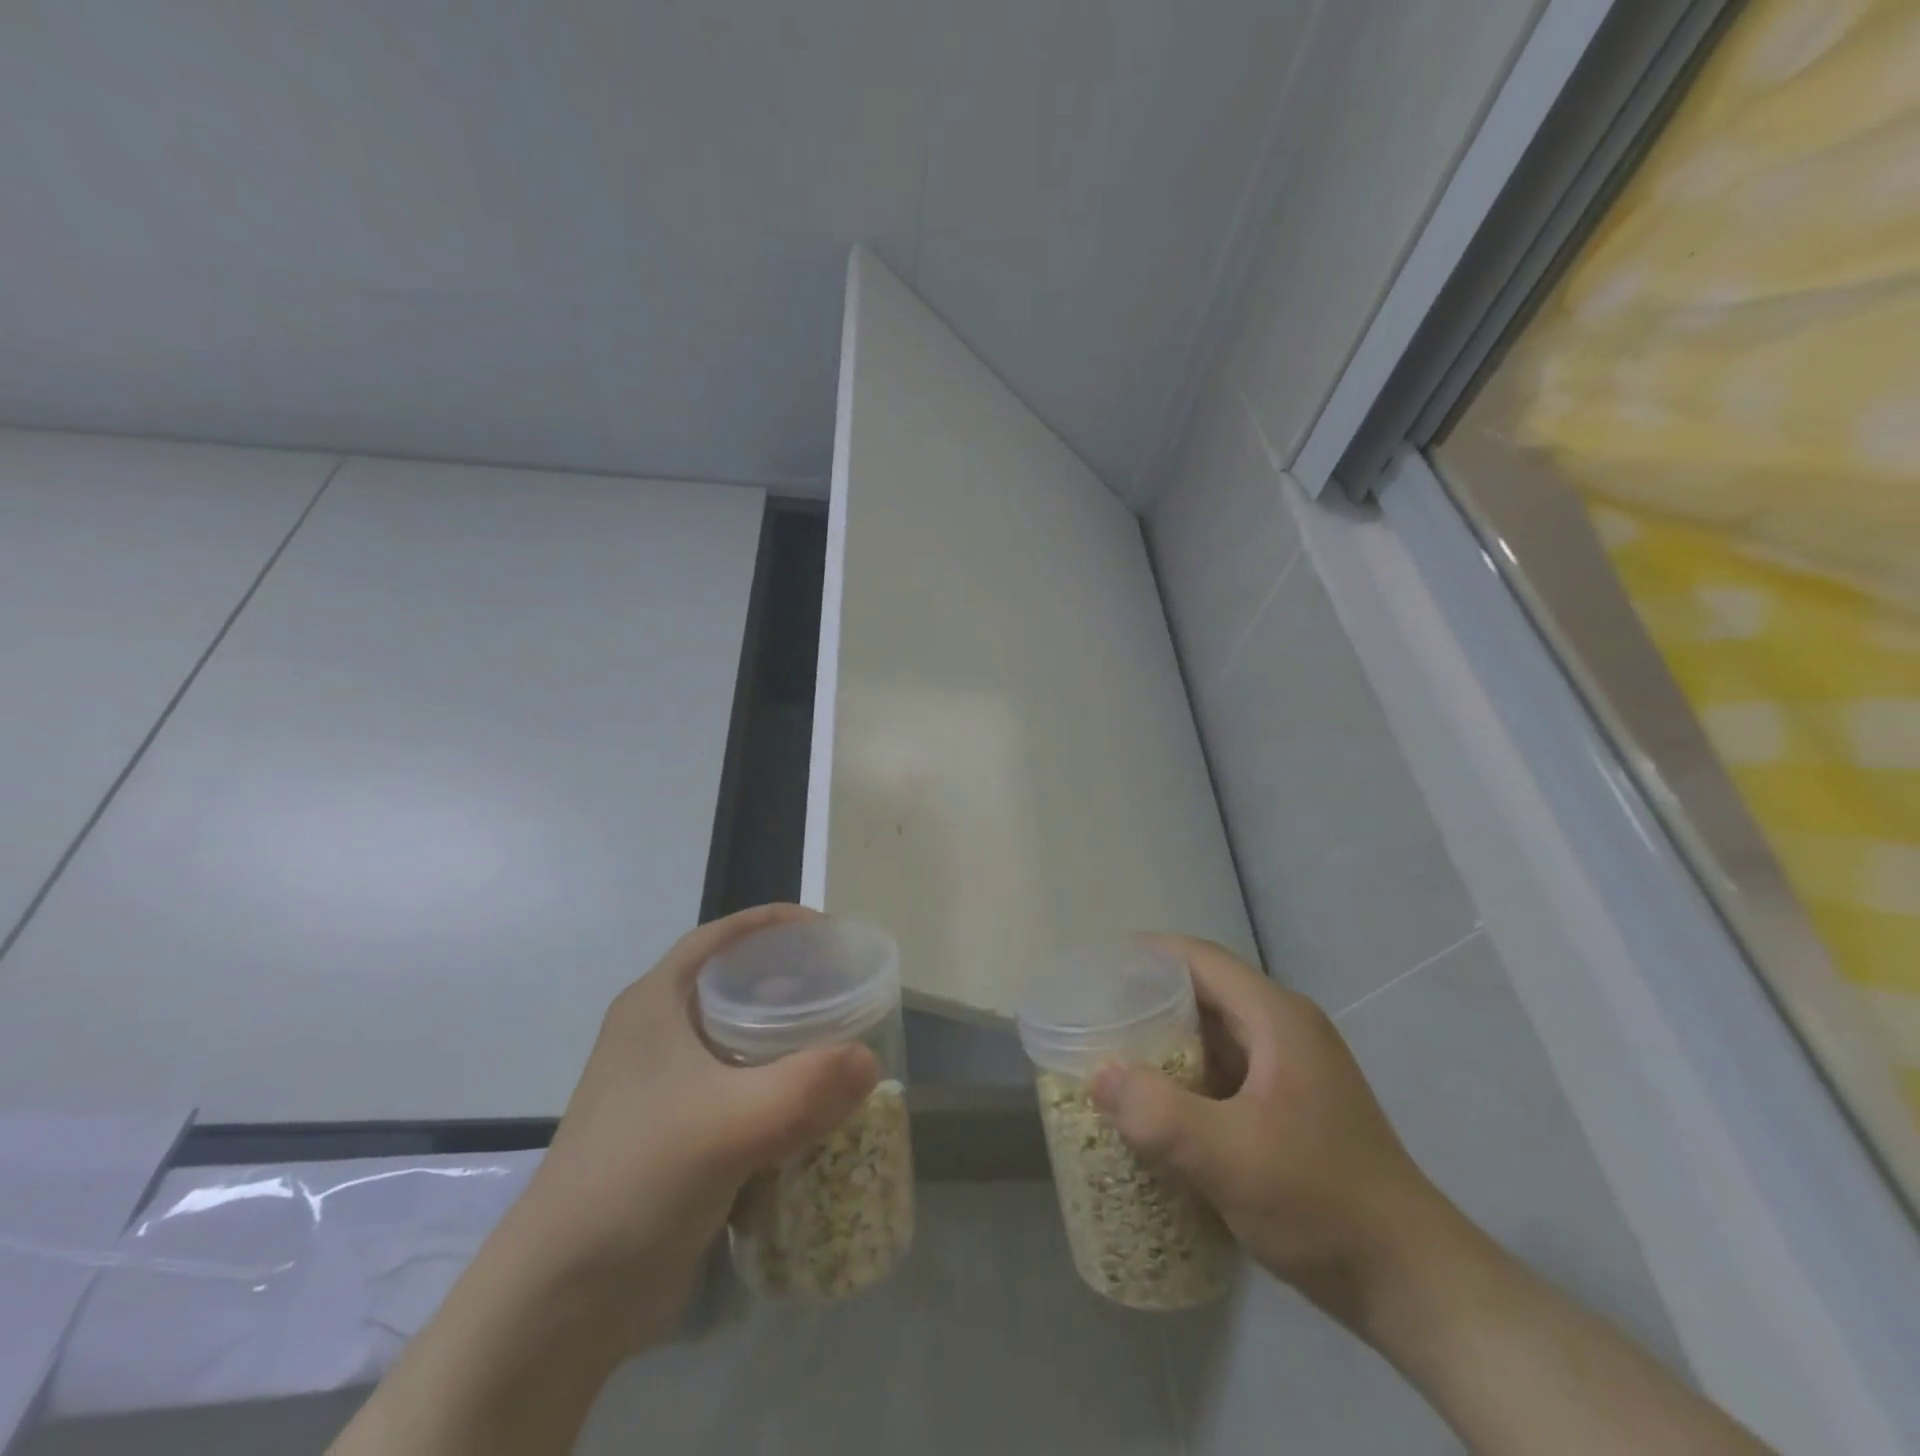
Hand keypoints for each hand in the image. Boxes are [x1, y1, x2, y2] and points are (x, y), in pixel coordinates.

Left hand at [330, 906, 882, 1455]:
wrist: (561, 1303)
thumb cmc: (636, 1182)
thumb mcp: (727, 1126)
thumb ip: (805, 1088)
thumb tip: (870, 1061)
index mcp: (655, 1005)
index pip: (719, 938)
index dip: (773, 922)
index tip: (829, 930)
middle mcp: (657, 1035)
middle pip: (734, 985)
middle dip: (790, 981)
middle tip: (845, 988)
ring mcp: (664, 1088)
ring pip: (739, 1041)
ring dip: (788, 1039)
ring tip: (841, 1040)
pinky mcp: (677, 1135)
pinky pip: (739, 1090)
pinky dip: (778, 1089)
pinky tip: (814, 1105)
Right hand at [1088, 934, 1440, 1297]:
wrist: (1411, 1285)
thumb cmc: (1322, 1202)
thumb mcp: (1230, 1156)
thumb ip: (1158, 1113)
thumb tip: (1099, 1075)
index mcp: (1276, 1018)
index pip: (1200, 959)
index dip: (1146, 955)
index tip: (1097, 970)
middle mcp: (1284, 1031)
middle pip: (1204, 993)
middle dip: (1147, 1002)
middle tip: (1094, 1019)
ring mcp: (1291, 1072)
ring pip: (1213, 1036)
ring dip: (1165, 1044)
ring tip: (1112, 1058)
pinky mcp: (1290, 1109)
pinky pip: (1225, 1075)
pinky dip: (1186, 1080)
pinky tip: (1156, 1108)